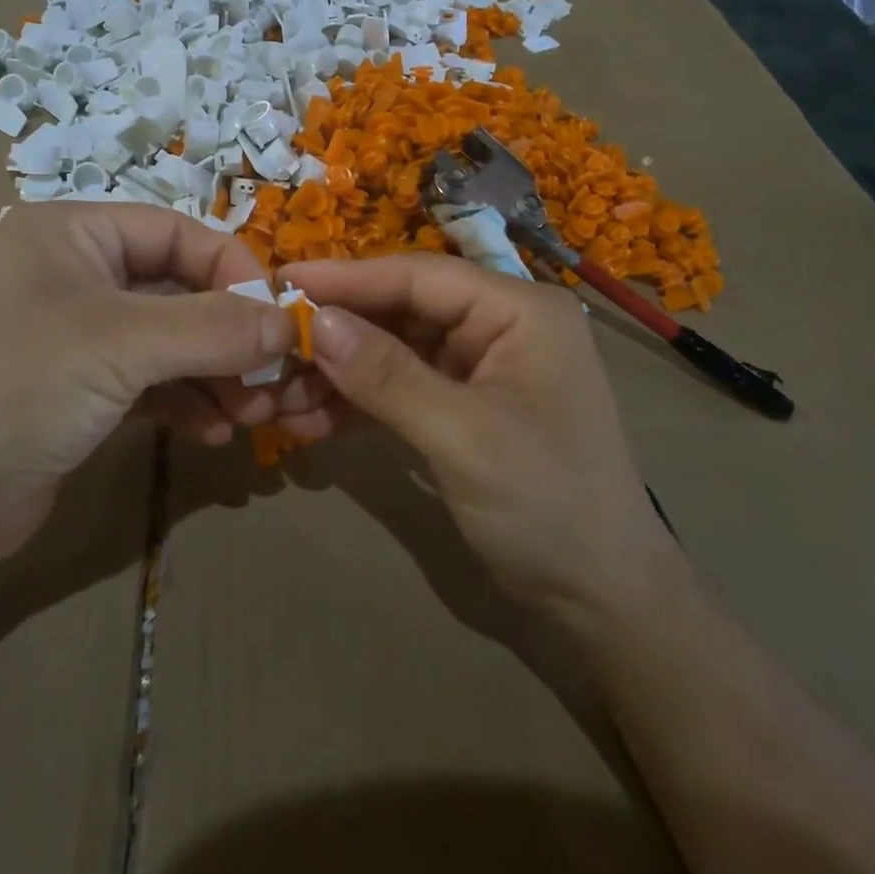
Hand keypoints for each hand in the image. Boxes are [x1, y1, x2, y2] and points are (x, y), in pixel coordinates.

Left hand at [0, 204, 329, 570]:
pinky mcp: (83, 388)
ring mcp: (80, 334)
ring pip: (171, 339)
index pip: (177, 232)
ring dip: (216, 373)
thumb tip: (291, 322)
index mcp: (74, 233)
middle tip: (273, 376)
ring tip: (253, 413)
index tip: (278, 318)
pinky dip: (188, 400)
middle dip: (229, 334)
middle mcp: (78, 273)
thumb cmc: (18, 388)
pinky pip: (153, 380)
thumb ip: (213, 327)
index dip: (233, 270)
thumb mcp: (121, 345)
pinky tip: (216, 432)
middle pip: (179, 288)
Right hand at [279, 254, 679, 612]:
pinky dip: (359, 401)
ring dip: (340, 372)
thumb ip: (387, 375)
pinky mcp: (463, 403)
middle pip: (401, 310)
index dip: (348, 278)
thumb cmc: (547, 504)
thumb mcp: (463, 436)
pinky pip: (401, 386)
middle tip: (272, 344)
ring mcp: (480, 364)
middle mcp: (499, 324)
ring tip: (281, 396)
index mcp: (517, 310)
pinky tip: (311, 421)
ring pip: (393, 349)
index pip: (419, 276)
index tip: (283, 279)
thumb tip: (316, 321)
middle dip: (338, 332)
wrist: (602, 597)